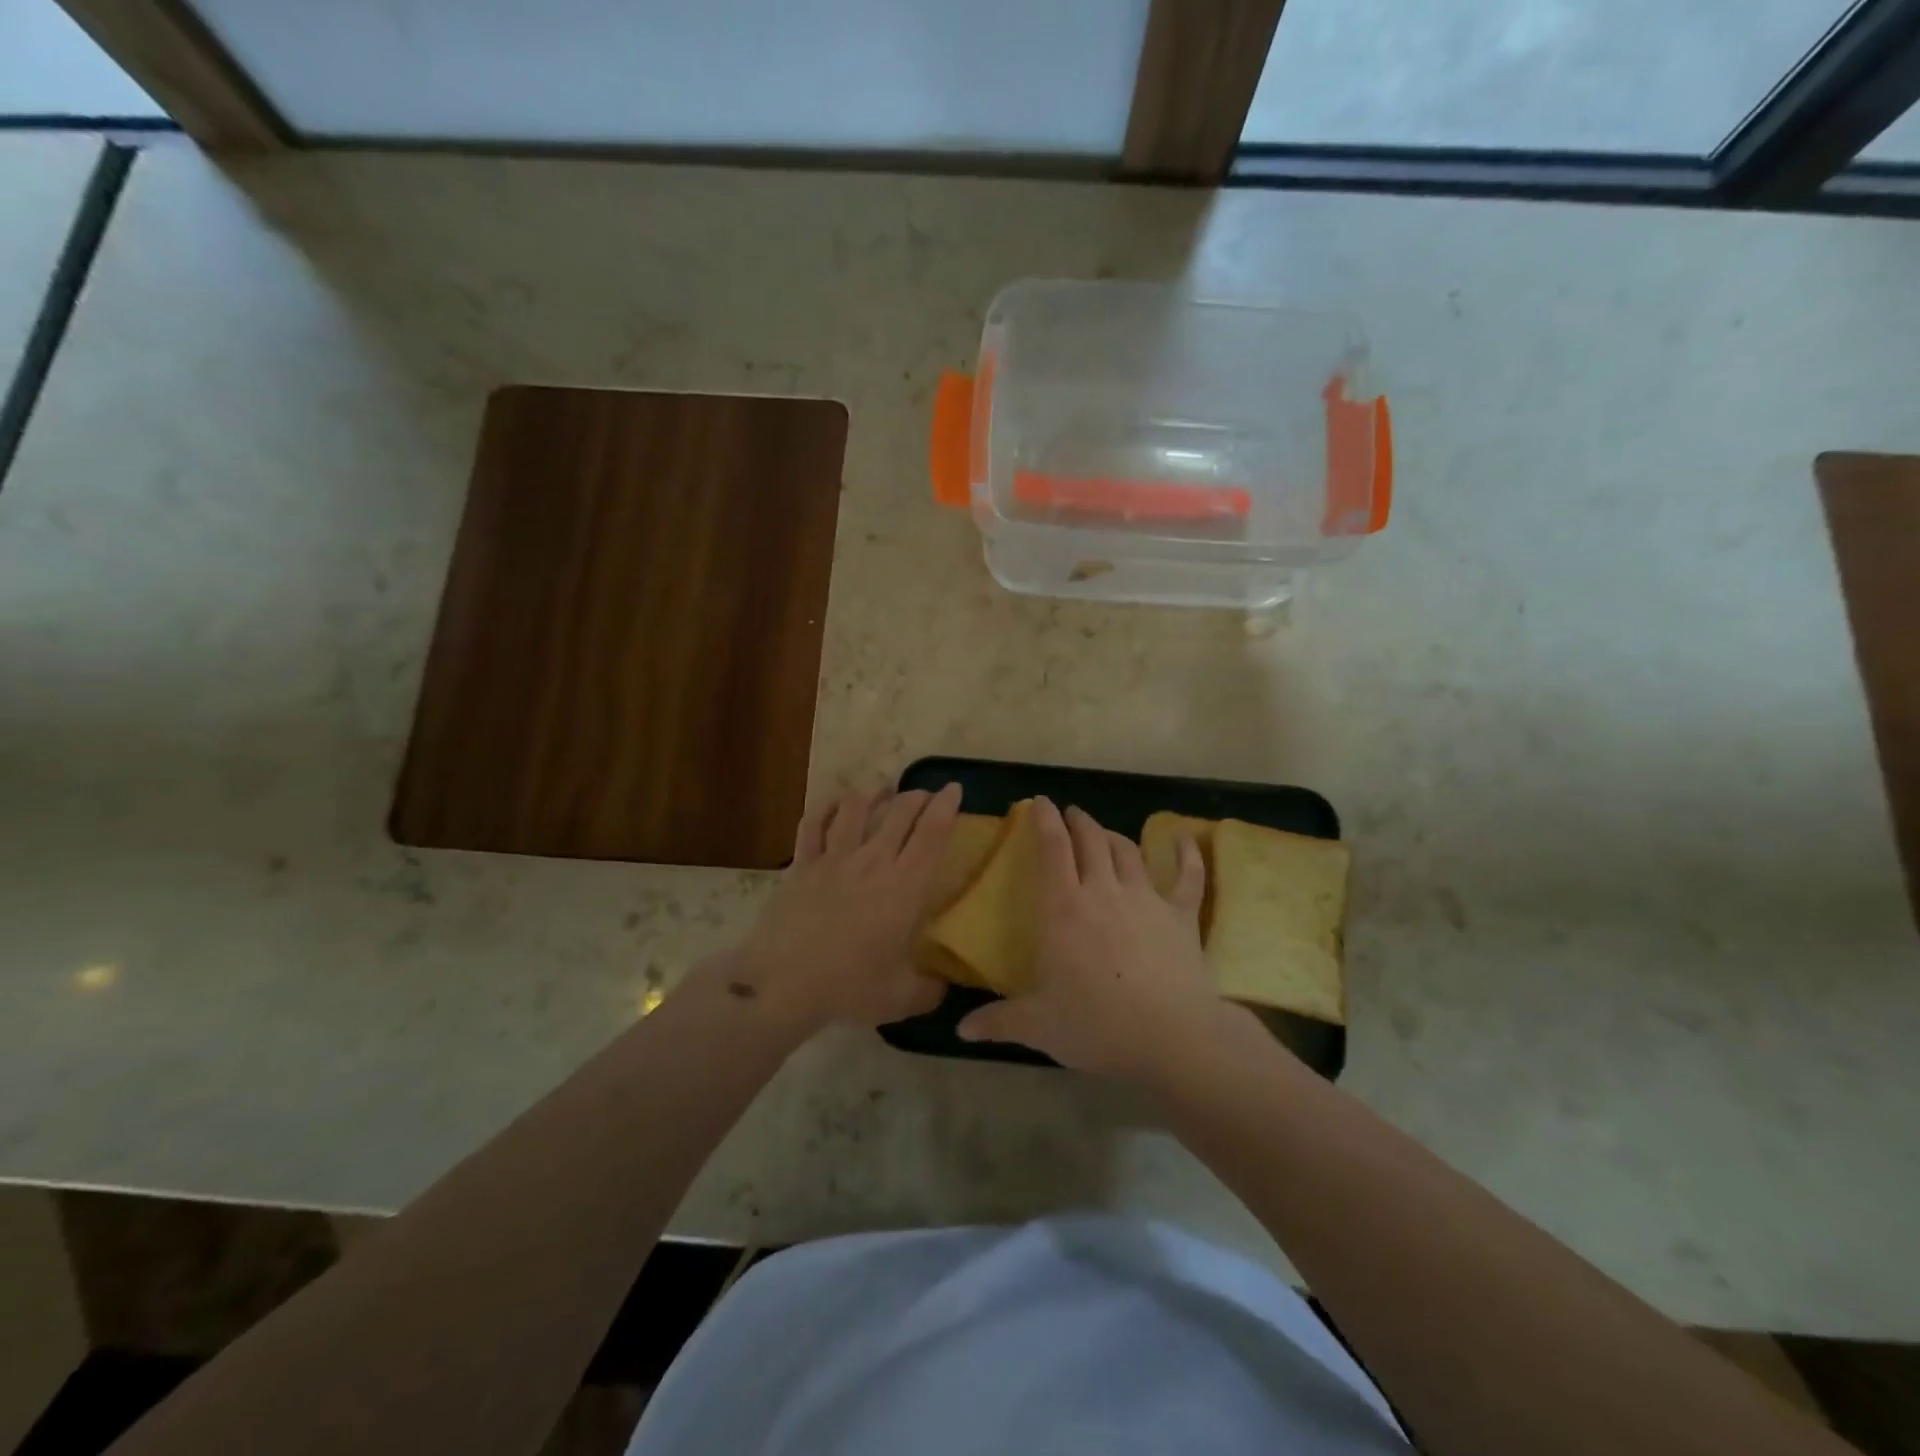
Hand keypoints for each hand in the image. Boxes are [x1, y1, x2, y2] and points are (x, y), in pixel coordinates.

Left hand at [726, 785, 960, 1033]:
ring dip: (875, 792)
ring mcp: (834, 857)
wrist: (782, 983)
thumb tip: (946, 987)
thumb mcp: (903, 998)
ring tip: (884, 790)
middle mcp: (873, 861)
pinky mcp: (803, 863)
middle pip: (900, 811)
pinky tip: (835, 805)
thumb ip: (932, 989)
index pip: (932, 832)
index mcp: (905, 887)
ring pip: (857, 806)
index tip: (954, 789)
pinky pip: (813, 823)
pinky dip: (826, 807)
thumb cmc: (849, 987)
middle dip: (918, 795)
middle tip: (927, 796)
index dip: (947, 806)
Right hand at [956, 798, 1222, 1078]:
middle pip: (1091, 841)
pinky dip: (1186, 855)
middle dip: (1078, 821)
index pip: (1052, 849)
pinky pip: (1187, 877)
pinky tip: (1184, 839)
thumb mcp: (1038, 1026)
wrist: (1171, 1035)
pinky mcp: (1181, 915)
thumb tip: (961, 1029)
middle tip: (1071, 813)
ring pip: (1128, 851)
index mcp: (1064, 908)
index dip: (1045, 820)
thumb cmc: (1096, 1024)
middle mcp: (1103, 891)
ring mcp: (1146, 899)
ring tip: (1104, 832)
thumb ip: (998, 1022)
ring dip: (1113, 836)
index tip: (1040, 802)